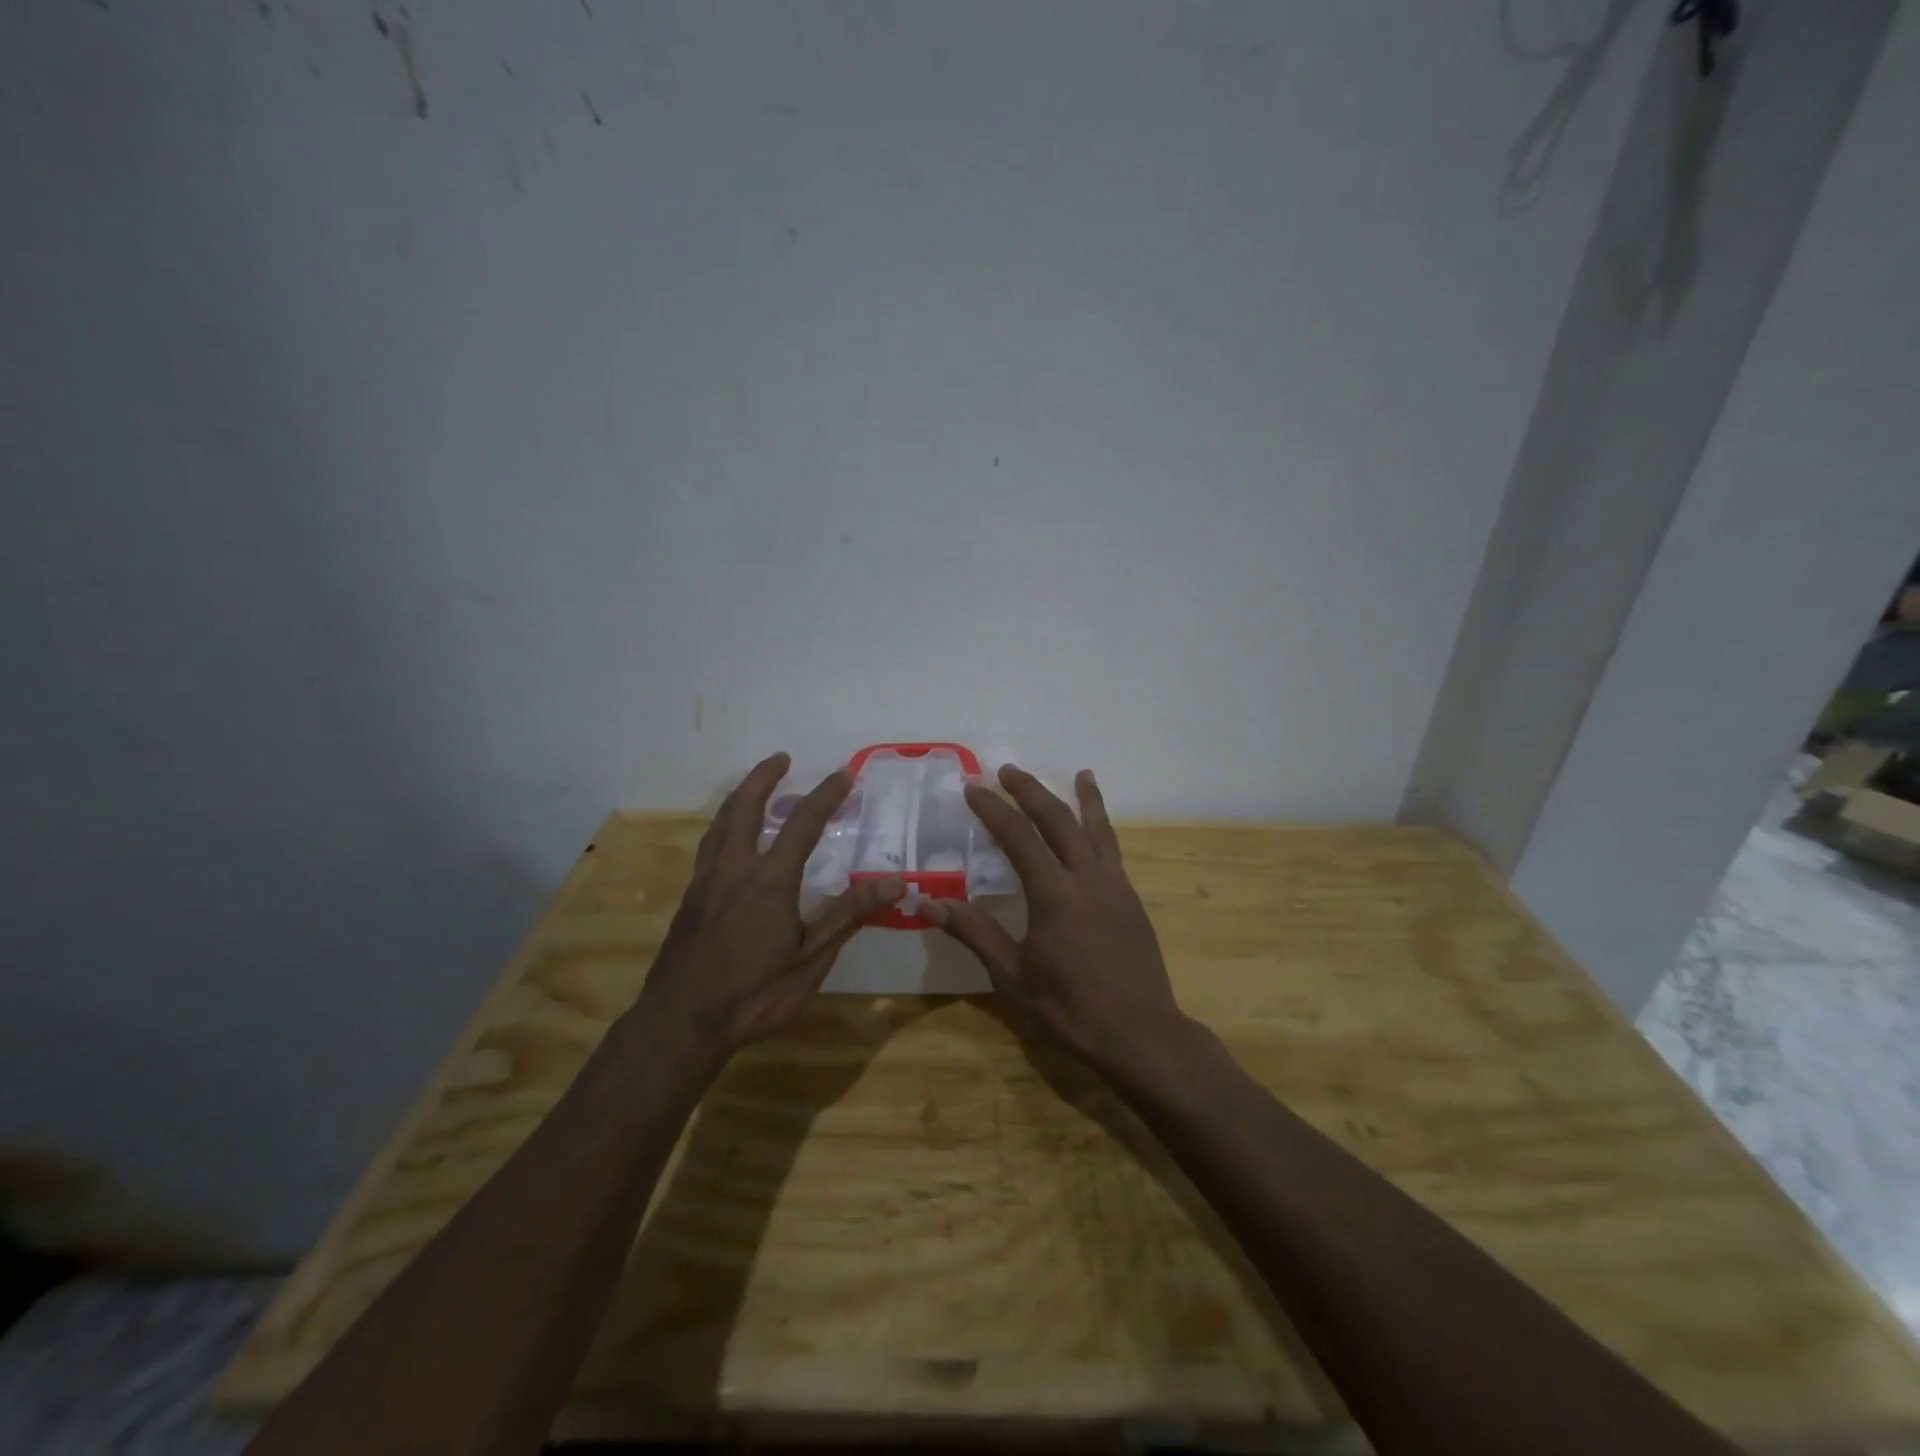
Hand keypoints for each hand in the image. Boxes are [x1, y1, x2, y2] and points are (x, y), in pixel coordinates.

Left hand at [640, 752, 902, 1055]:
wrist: (681, 1024)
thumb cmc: (754, 994)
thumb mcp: (811, 959)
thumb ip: (849, 915)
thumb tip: (895, 882)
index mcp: (768, 880)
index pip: (802, 823)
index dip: (826, 795)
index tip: (845, 773)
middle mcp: (733, 869)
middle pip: (746, 808)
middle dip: (764, 777)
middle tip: (781, 758)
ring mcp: (706, 882)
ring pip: (721, 824)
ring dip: (740, 797)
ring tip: (755, 787)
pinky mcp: (690, 900)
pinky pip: (709, 846)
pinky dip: (725, 826)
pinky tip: (732, 841)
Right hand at [923, 765, 1184, 1069]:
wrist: (1141, 1035)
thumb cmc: (1070, 1010)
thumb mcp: (1013, 977)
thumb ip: (975, 933)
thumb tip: (930, 901)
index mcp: (1054, 894)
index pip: (1018, 837)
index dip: (994, 809)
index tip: (973, 788)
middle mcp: (1087, 878)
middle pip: (1058, 820)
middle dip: (1031, 791)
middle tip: (1008, 771)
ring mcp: (1115, 886)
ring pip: (1097, 829)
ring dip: (1083, 798)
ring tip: (1080, 773)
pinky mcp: (1131, 900)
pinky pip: (1114, 850)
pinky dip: (1104, 827)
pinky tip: (1098, 829)